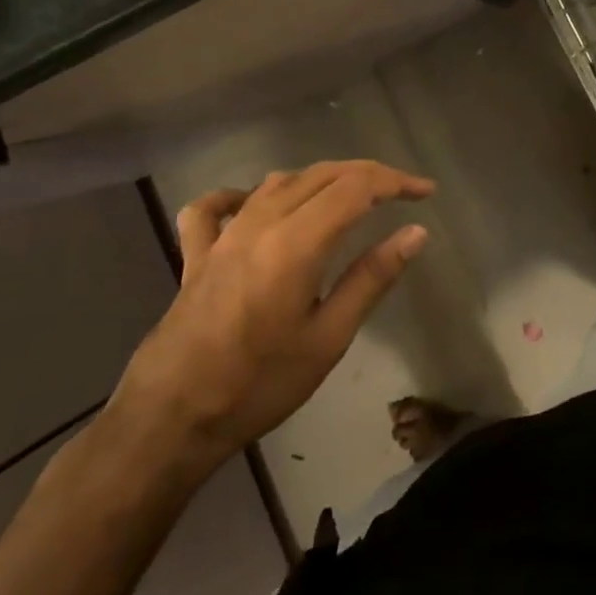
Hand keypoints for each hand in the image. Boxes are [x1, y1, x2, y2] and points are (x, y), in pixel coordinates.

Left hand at [113, 160, 434, 466]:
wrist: (169, 420)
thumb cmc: (258, 385)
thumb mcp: (328, 339)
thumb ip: (372, 278)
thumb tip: (415, 233)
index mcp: (297, 242)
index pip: (356, 187)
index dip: (395, 181)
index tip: (425, 192)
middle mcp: (260, 223)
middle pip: (322, 174)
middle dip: (366, 174)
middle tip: (400, 190)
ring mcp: (224, 235)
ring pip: (278, 181)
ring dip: (320, 178)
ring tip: (349, 194)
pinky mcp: (197, 254)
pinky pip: (215, 207)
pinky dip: (240, 195)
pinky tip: (254, 202)